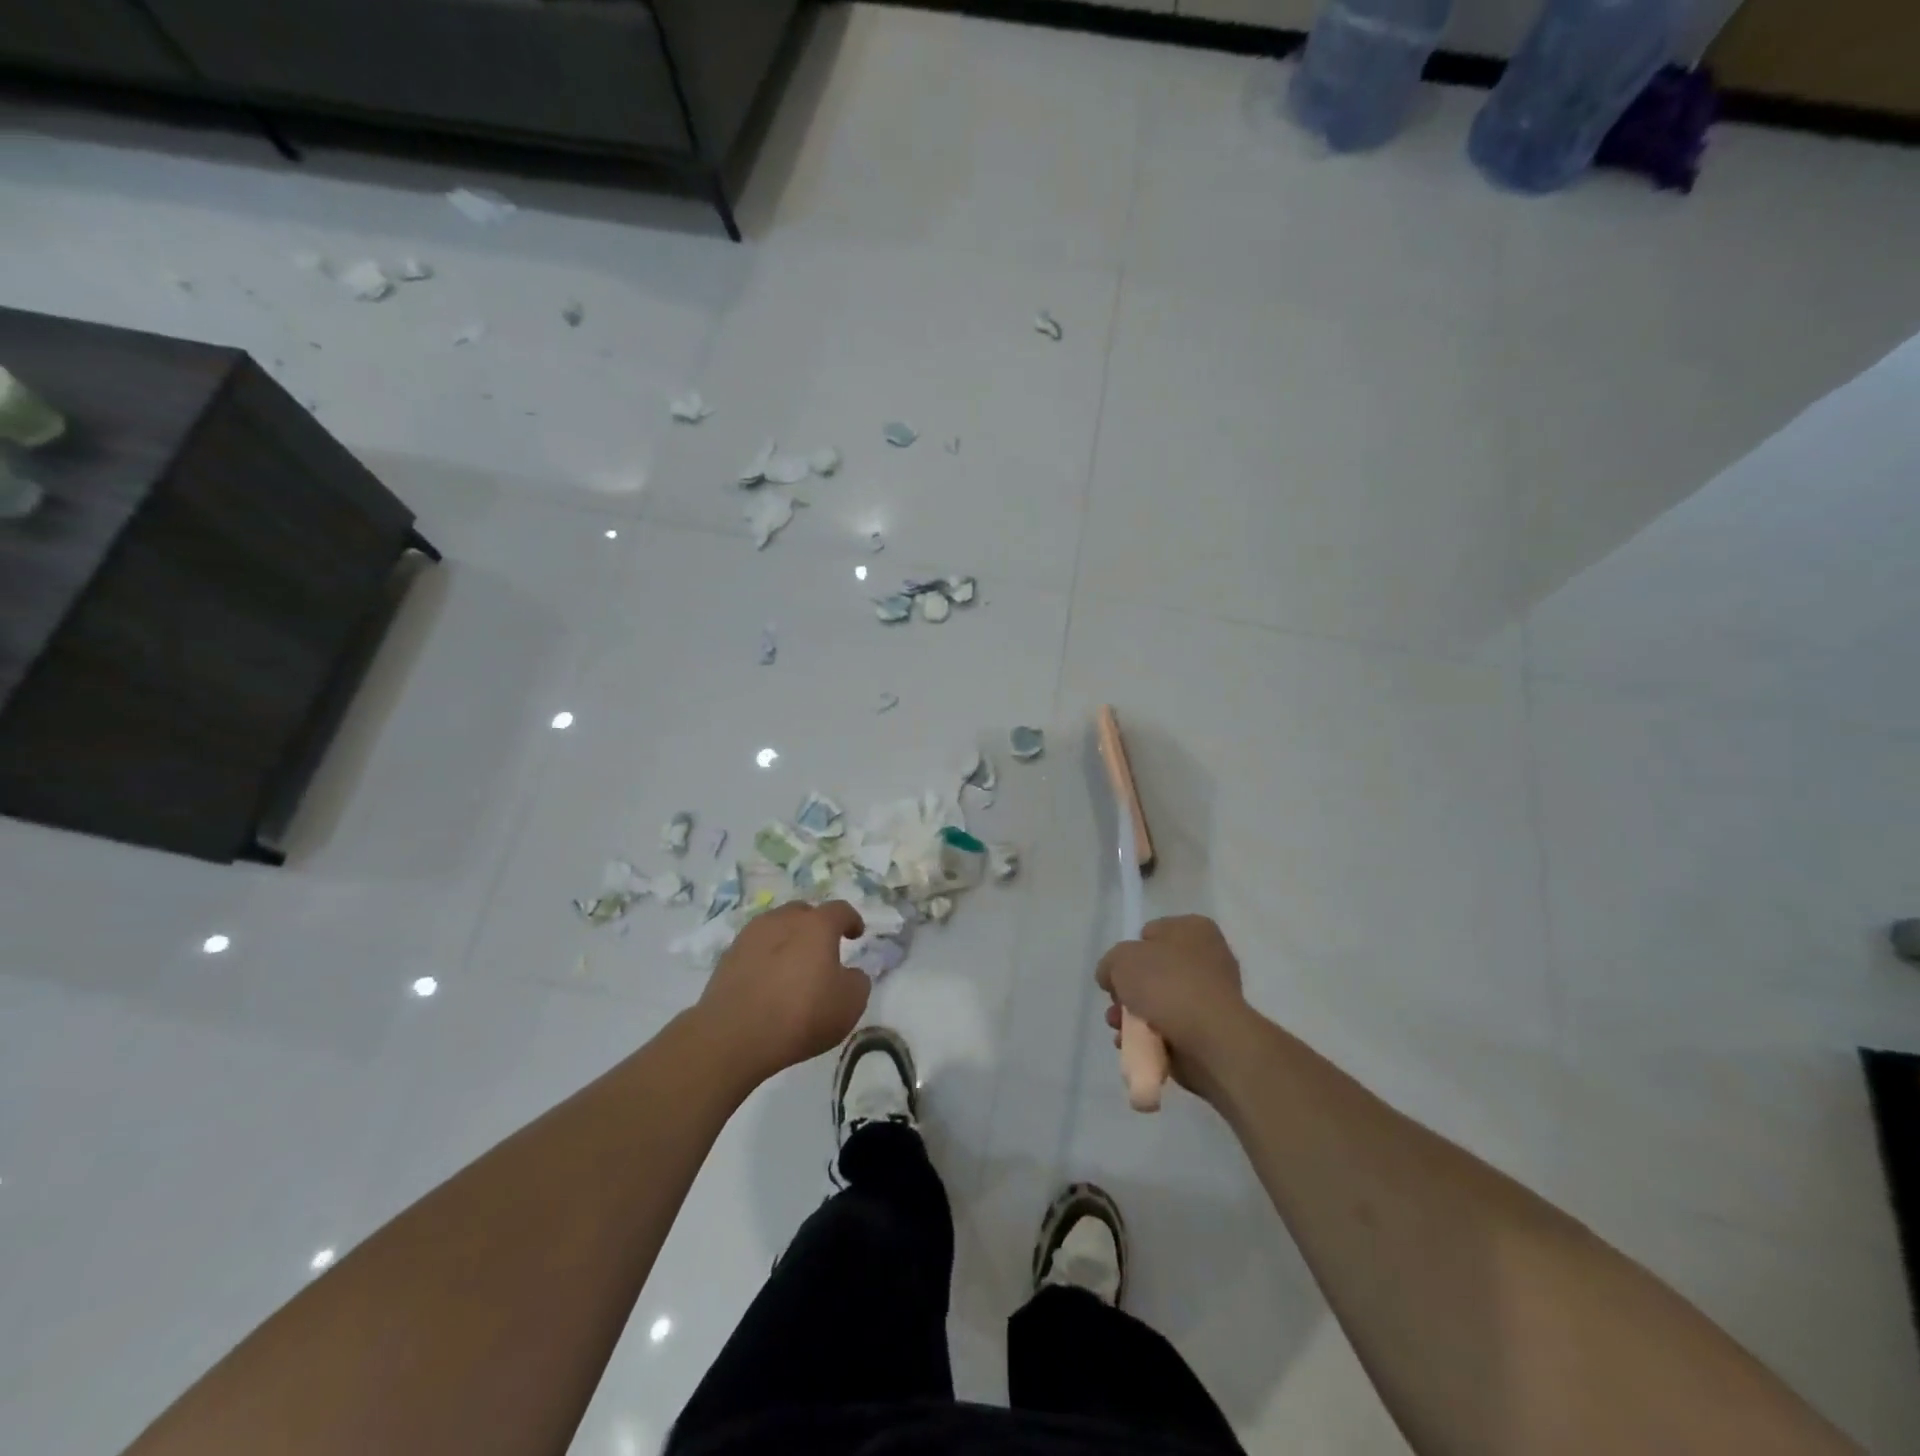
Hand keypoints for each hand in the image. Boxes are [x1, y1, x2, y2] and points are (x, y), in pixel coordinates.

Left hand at [700, 901, 868, 1082]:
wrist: (734, 1035)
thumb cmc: (802, 1014)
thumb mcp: (850, 1003)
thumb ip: (857, 981)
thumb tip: (849, 974)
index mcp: (817, 925)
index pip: (840, 910)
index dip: (851, 920)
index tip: (856, 934)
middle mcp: (782, 920)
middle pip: (803, 912)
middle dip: (815, 926)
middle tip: (821, 949)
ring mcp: (750, 936)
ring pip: (775, 928)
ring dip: (787, 940)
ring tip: (792, 966)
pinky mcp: (727, 958)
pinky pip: (754, 949)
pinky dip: (765, 959)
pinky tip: (767, 982)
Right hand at [1096, 915, 1249, 1098]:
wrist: (1210, 1041)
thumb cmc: (1166, 985)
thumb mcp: (1120, 959)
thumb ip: (1110, 964)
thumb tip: (1112, 979)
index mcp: (1194, 930)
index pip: (1151, 933)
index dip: (1130, 952)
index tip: (1120, 972)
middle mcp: (1207, 958)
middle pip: (1154, 971)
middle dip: (1130, 991)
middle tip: (1116, 1005)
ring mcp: (1211, 997)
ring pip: (1160, 1003)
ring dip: (1134, 1017)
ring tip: (1119, 1030)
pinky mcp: (1210, 1031)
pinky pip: (1172, 1029)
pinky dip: (1151, 1037)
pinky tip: (1135, 1045)